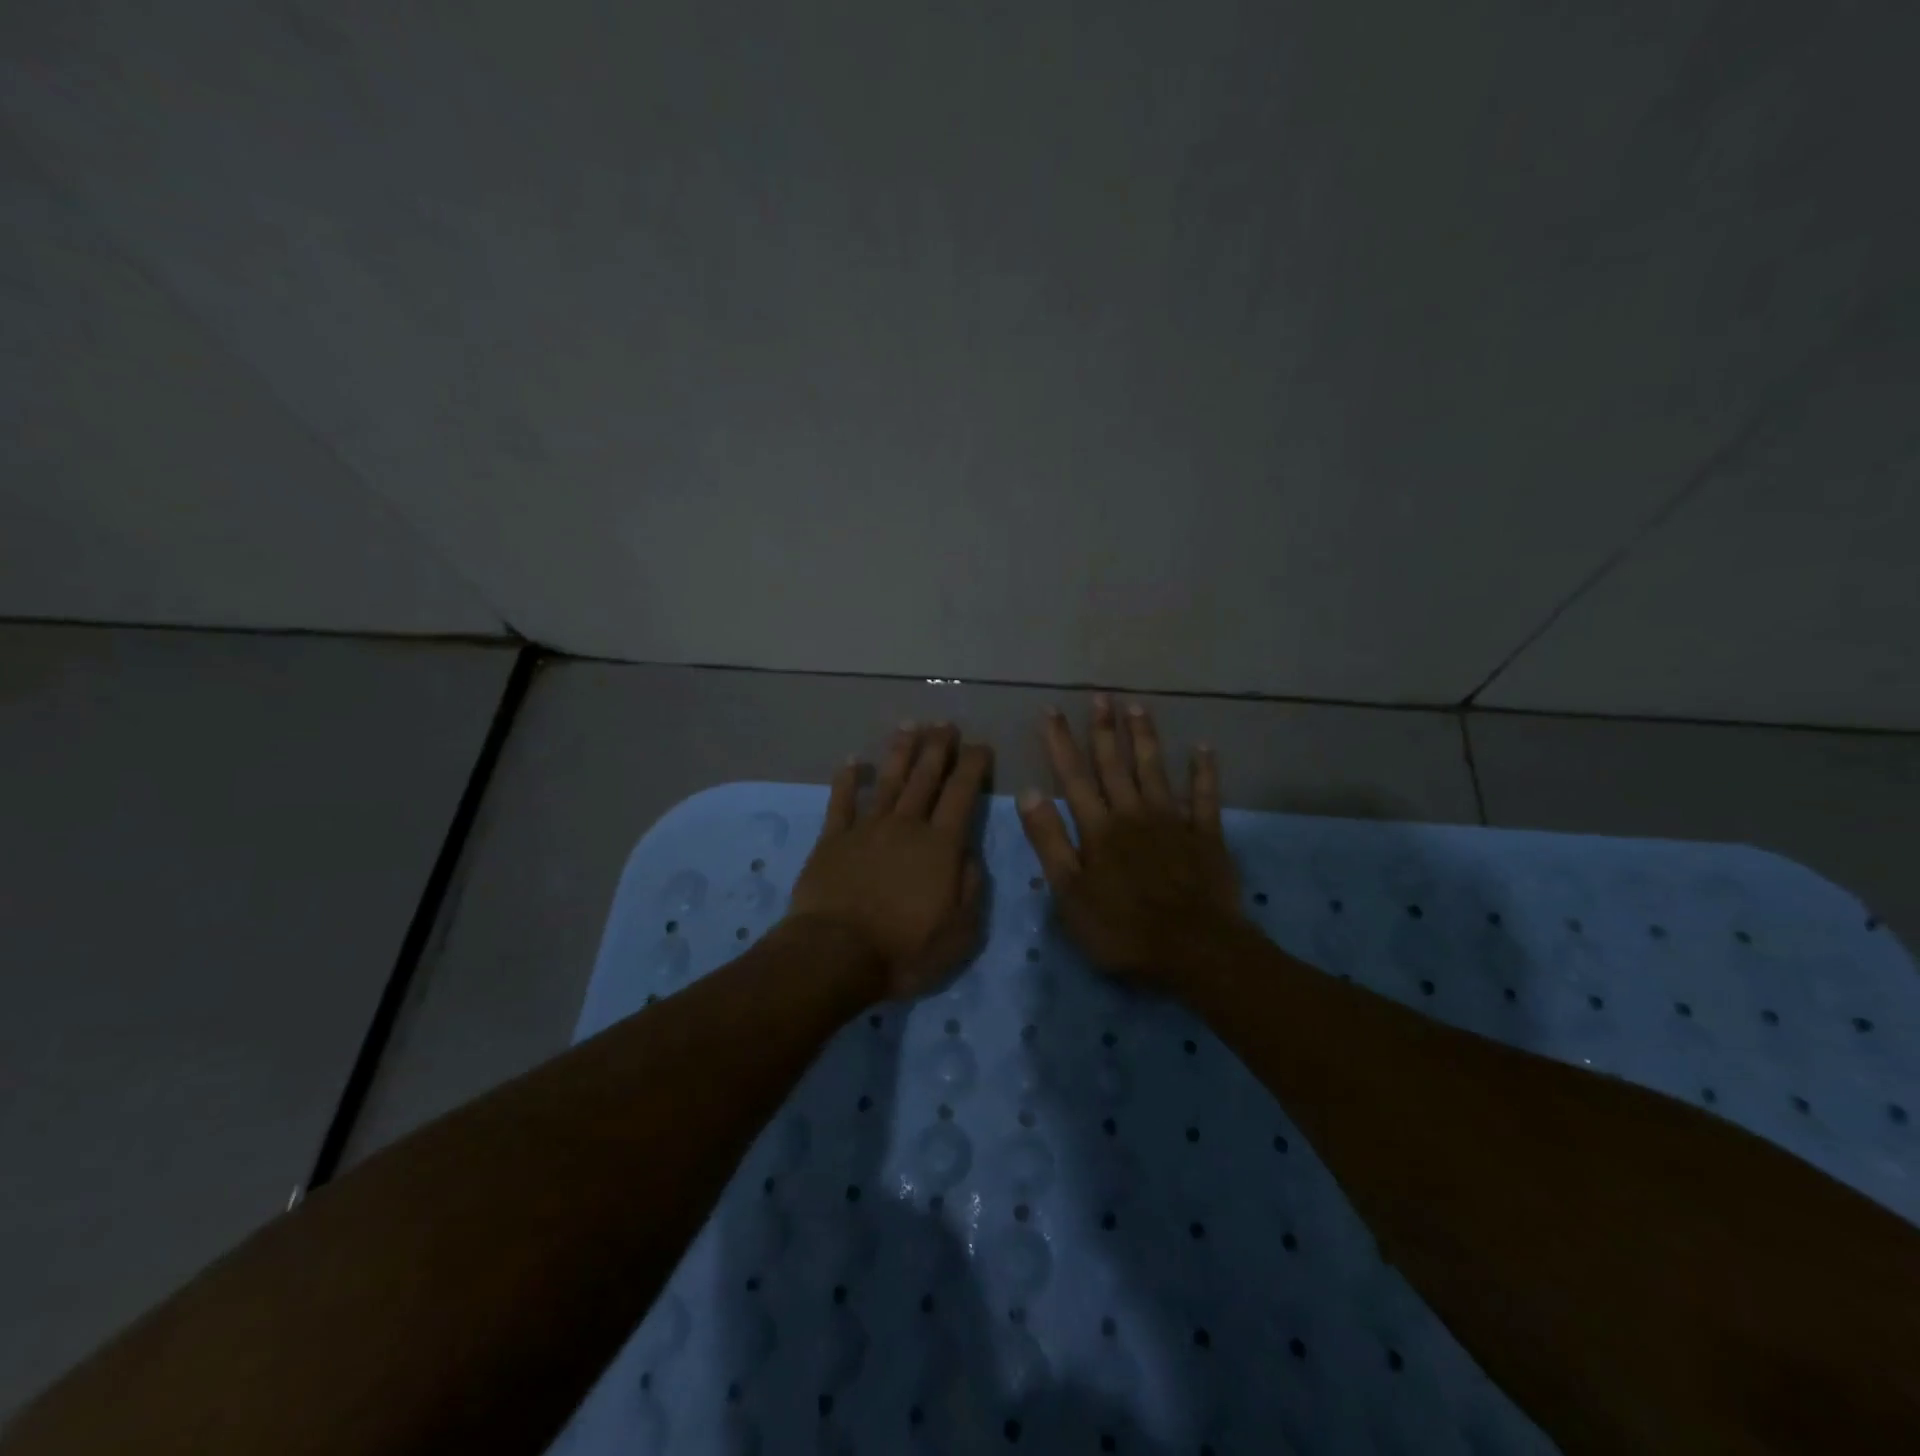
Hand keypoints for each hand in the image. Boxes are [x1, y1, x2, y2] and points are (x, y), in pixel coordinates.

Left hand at [787, 723, 991, 1000]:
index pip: (962, 794)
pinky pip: (841, 802)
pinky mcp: (832, 840)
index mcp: (940, 846)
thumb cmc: (904, 950)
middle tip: (946, 723)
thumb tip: (970, 855)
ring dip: (900, 752)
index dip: (973, 766)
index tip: (981, 746)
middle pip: (925, 778)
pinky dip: (847, 779)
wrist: (836, 955)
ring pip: (888, 781)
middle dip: (938, 747)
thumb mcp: (960, 932)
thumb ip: (971, 889)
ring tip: (910, 725)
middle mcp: (906, 826)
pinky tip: (853, 761)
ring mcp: (867, 829)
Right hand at [1017, 696, 1246, 993]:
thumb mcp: (1069, 892)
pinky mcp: (1206, 836)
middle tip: (1100, 696)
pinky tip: (1204, 748)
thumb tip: (1028, 793)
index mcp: (1098, 828)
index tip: (1051, 710)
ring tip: (1138, 706)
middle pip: (1114, 764)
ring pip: (1155, 770)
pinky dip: (1204, 772)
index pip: (1073, 776)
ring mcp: (1173, 821)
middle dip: (1104, 729)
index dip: (1060, 742)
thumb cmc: (1122, 928)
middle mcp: (1133, 813)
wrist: (1194, 950)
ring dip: (1145, 738)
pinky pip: (1205, 796)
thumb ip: (1050, 841)